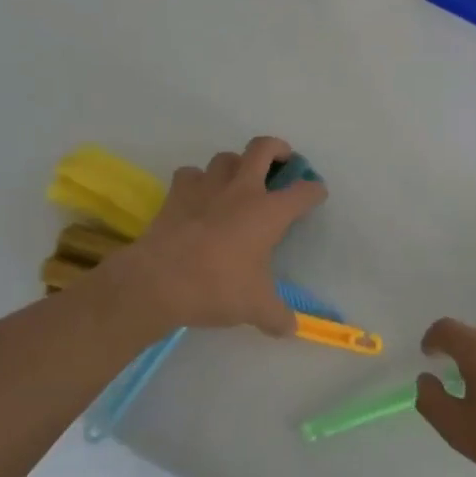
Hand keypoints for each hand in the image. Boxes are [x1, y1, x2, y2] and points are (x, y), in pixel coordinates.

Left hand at [99, 137, 325, 337]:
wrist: (159, 281)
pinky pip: (190, 174)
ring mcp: (207, 187)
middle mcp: (241, 190)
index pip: (302, 192)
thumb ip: (277, 316)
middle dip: (277, 148)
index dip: (314, 191)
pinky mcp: (177, 193)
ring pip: (225, 158)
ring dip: (235, 164)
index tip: (316, 194)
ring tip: (236, 181)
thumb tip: (290, 328)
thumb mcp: (255, 307)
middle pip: (262, 148)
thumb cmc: (217, 288)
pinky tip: (197, 196)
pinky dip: (197, 181)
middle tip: (281, 159)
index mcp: (269, 212)